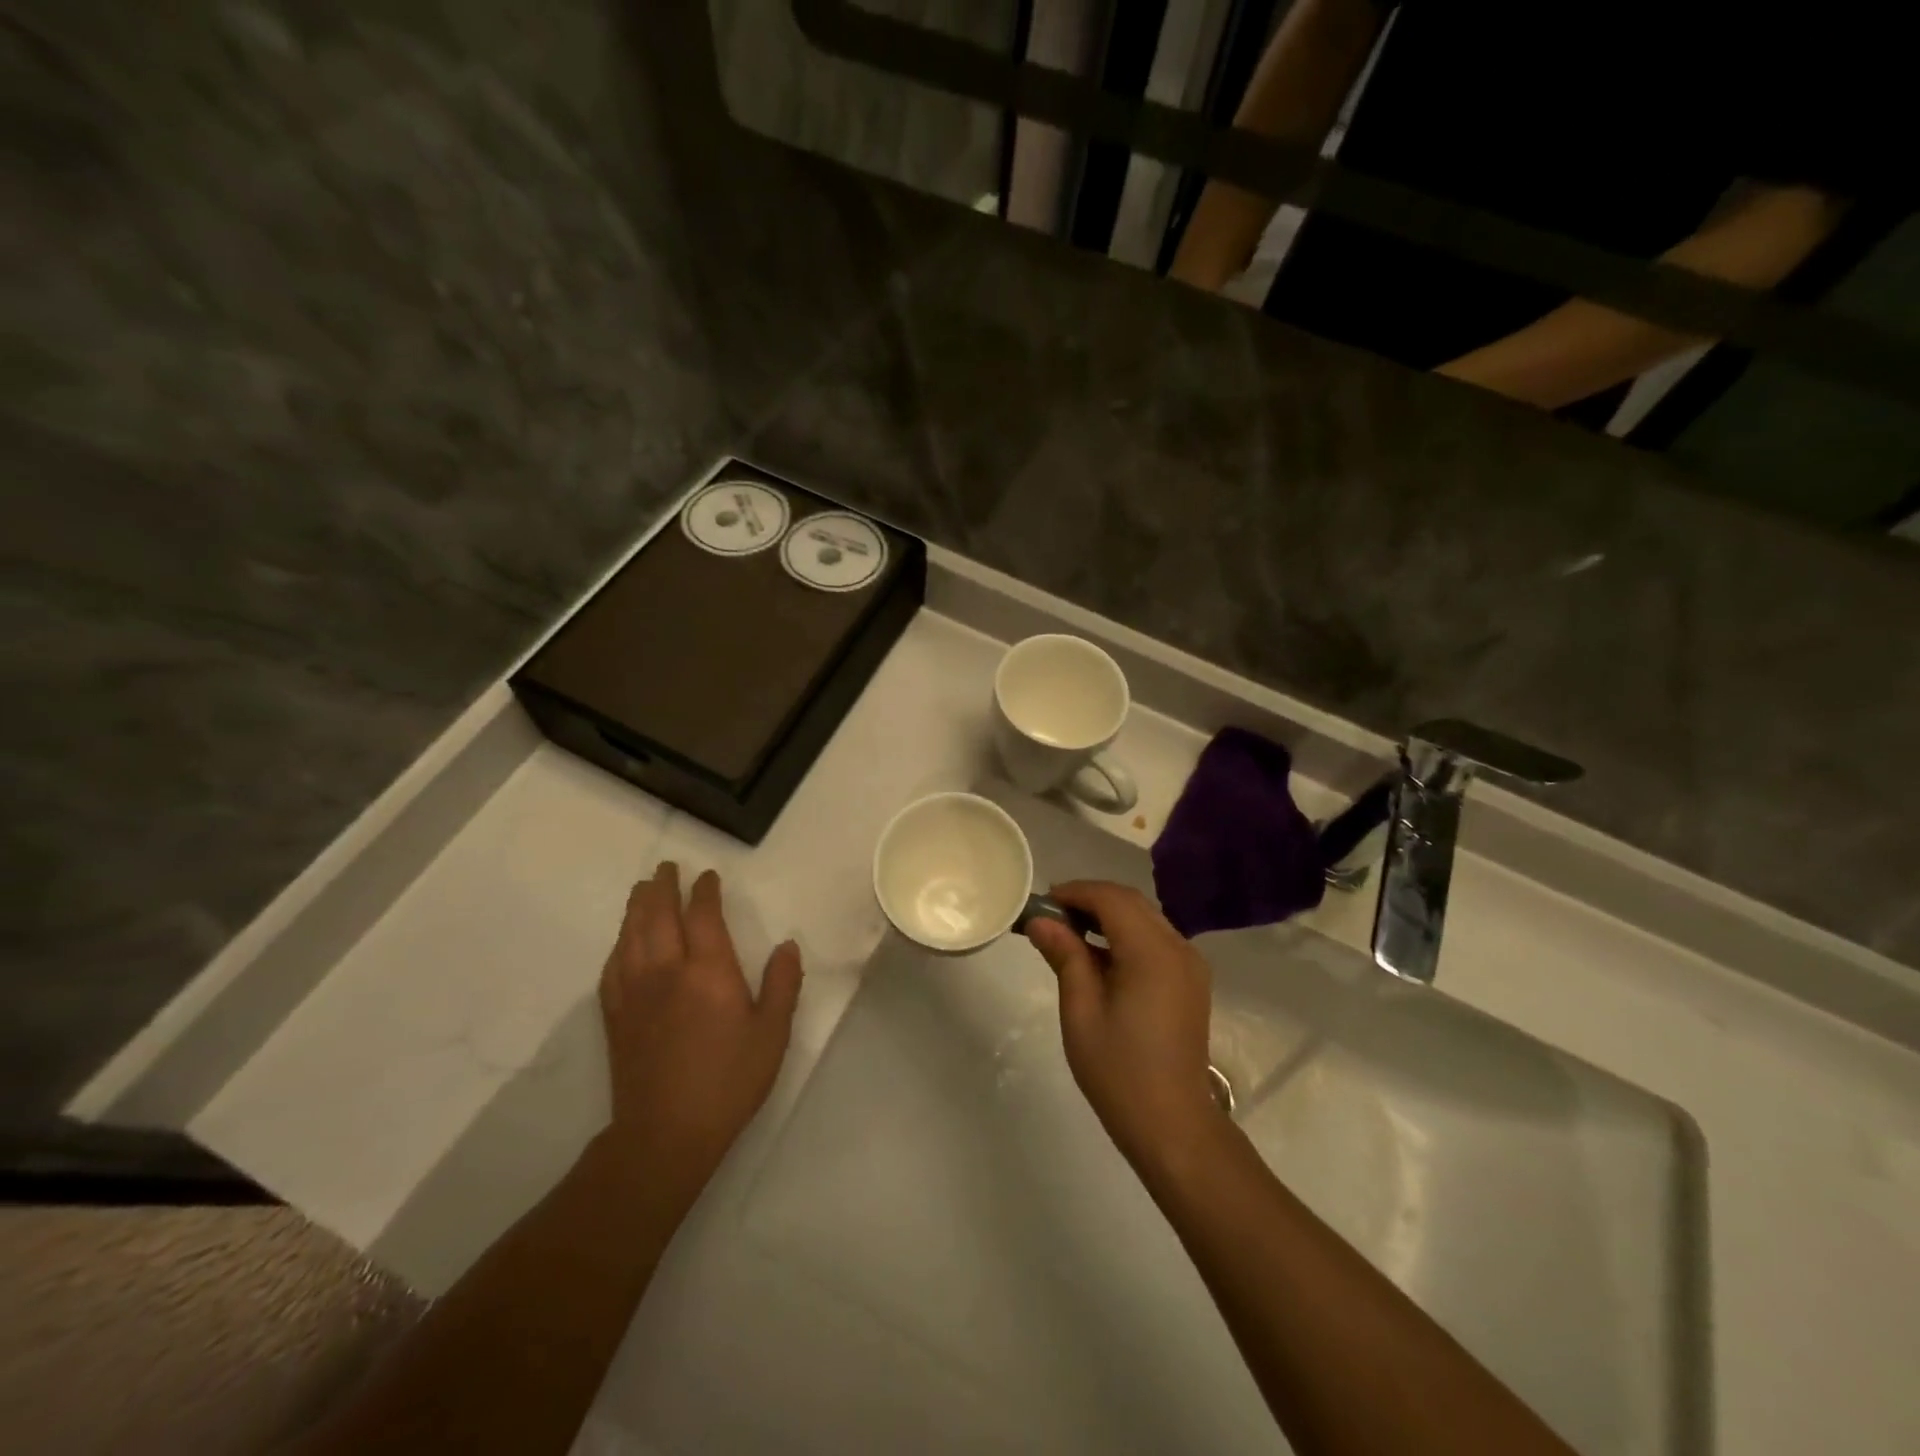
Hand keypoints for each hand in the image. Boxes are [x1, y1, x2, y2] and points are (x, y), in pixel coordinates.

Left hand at [597, 862, 802, 1206]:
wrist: (666, 1133)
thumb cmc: (729, 1081)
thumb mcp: (772, 1033)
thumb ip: (782, 984)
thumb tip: (787, 945)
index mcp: (709, 971)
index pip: (703, 915)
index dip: (704, 891)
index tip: (707, 876)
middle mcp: (667, 970)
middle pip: (659, 915)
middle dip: (663, 887)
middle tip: (667, 868)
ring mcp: (635, 991)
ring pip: (631, 934)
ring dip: (637, 906)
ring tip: (642, 889)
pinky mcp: (615, 1015)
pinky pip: (612, 965)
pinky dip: (619, 943)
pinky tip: (623, 941)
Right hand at [1027, 881, 1224, 1177]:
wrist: (1174, 1125)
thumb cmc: (1119, 1071)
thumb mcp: (1081, 1012)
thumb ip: (1065, 957)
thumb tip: (1040, 921)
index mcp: (1153, 953)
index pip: (1112, 899)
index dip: (1075, 892)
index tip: (1042, 903)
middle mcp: (1178, 948)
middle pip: (1131, 902)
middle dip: (1090, 899)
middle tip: (1051, 916)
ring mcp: (1190, 964)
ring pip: (1145, 918)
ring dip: (1108, 915)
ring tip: (1068, 932)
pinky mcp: (1190, 981)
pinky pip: (1155, 939)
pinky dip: (1125, 934)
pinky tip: (1098, 956)